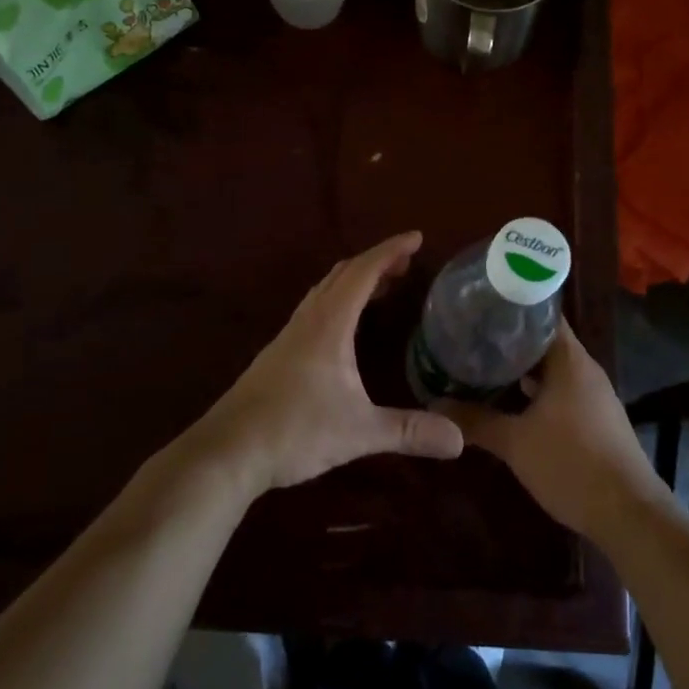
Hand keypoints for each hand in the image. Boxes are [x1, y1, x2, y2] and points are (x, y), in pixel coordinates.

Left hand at [195, 231, 464, 495]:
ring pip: (326, 290)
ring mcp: (290, 335)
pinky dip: (339, 300)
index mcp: (329, 322)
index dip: (391, 250)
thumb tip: (460, 440)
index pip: (364, 271)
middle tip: (406, 263)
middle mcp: (309, 318)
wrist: (227, 451)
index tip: (417, 237)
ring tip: (383, 287)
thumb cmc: (295, 430)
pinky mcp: (279, 354)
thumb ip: (409, 431)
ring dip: (355, 280)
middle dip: (377, 262)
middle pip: (344, 273)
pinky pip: (315, 308)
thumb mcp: (359, 431)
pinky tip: (346, 328)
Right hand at [441, 323, 666, 540]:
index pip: (540, 314)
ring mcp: (593, 395)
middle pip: (544, 341)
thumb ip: (476, 420)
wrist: (628, 514)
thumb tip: (435, 404)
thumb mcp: (516, 443)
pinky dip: (536, 391)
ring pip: (551, 369)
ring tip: (482, 367)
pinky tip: (510, 403)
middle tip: (470, 338)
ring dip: (521, 369)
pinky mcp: (595, 419)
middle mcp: (584, 369)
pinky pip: (560, 391)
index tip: (479, 307)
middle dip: (508, 341)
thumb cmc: (571, 464)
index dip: (510, 307)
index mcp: (569, 359)